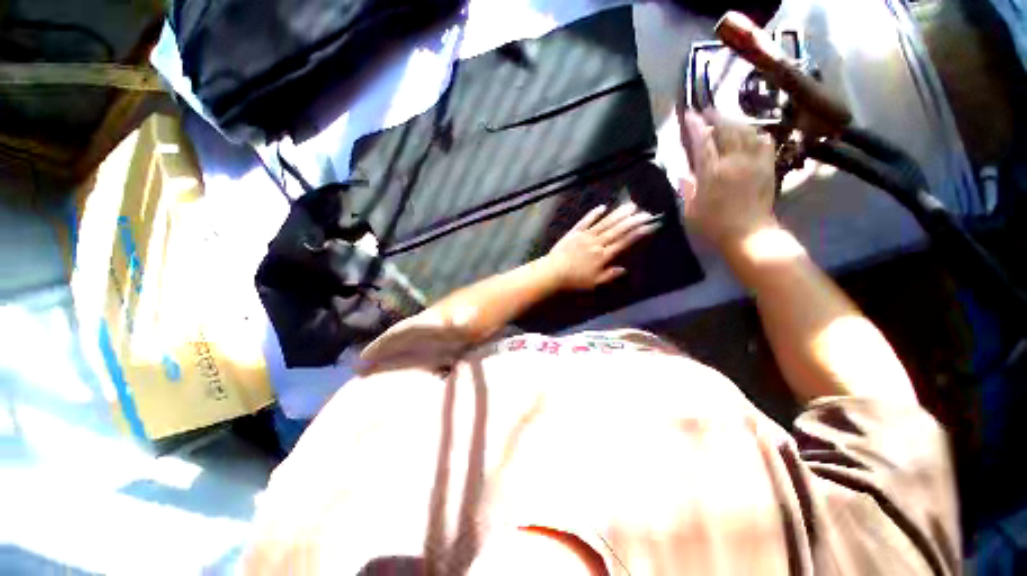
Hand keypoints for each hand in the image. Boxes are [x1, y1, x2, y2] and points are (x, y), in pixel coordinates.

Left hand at [544, 202, 658, 290]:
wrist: (552, 273)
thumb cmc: (573, 281)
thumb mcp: (594, 283)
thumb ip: (609, 275)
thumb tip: (624, 269)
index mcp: (603, 256)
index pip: (624, 242)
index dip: (637, 233)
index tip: (649, 225)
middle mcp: (597, 243)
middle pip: (617, 230)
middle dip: (632, 220)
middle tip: (646, 211)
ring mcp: (585, 236)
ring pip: (604, 223)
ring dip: (618, 214)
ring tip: (631, 205)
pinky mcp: (574, 233)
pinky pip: (585, 221)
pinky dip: (594, 214)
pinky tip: (602, 207)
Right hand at [678, 109, 778, 250]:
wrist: (749, 234)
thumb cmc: (714, 225)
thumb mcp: (691, 210)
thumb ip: (687, 189)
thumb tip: (683, 173)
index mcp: (712, 173)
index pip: (703, 141)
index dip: (695, 125)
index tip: (689, 114)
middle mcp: (734, 161)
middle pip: (726, 129)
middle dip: (715, 116)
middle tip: (706, 110)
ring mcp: (754, 161)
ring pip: (746, 130)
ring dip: (734, 121)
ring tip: (725, 119)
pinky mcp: (767, 165)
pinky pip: (763, 140)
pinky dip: (755, 132)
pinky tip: (749, 132)